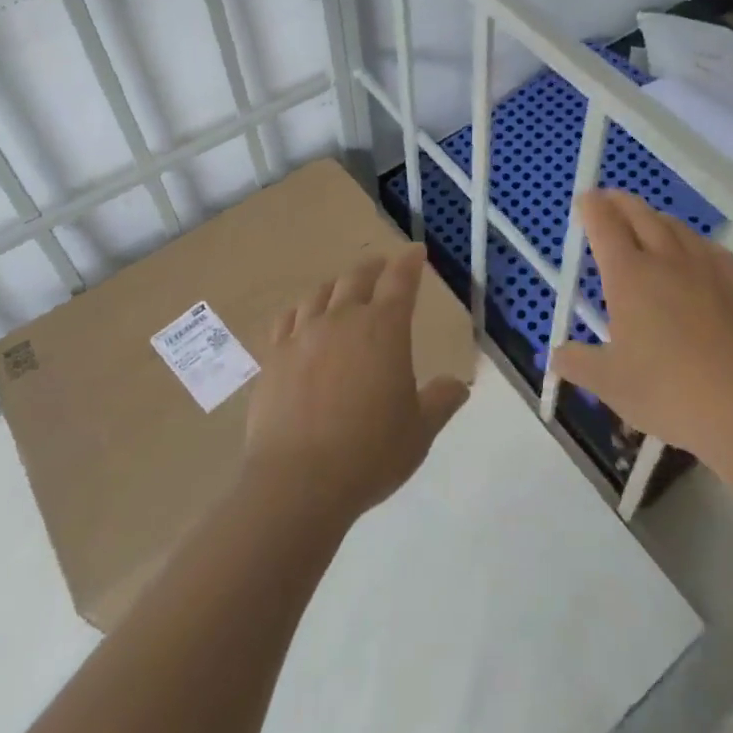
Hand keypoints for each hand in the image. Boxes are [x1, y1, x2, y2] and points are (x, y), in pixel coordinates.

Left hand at [244, 245, 469, 522]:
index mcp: (384, 329)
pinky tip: (301, 318)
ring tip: (342, 289)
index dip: (409, 262)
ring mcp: (303, 335)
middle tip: (382, 266)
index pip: (400, 280)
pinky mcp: (274, 356)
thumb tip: (459, 385)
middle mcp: (343, 319)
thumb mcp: (419, 432)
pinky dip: (300, 311)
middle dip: (374, 267)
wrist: (297, 482)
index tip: (416, 251)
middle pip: (357, 277)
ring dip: (336, 285)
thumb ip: (440, 401)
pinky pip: (287, 319)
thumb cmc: (369, 454)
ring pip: (320, 293)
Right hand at [552, 190, 732, 469]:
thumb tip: (555, 356)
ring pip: (673, 224)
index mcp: (628, 275)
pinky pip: (706, 245)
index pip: (604, 223)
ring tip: (644, 223)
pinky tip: (691, 253)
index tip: (583, 202)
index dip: (591, 207)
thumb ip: (577, 363)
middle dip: (618, 202)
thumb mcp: (610, 384)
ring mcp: (703, 266)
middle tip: (606, 202)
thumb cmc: (668, 391)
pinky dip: (689, 239)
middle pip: (638, 213)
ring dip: (652, 217)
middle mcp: (664, 258)